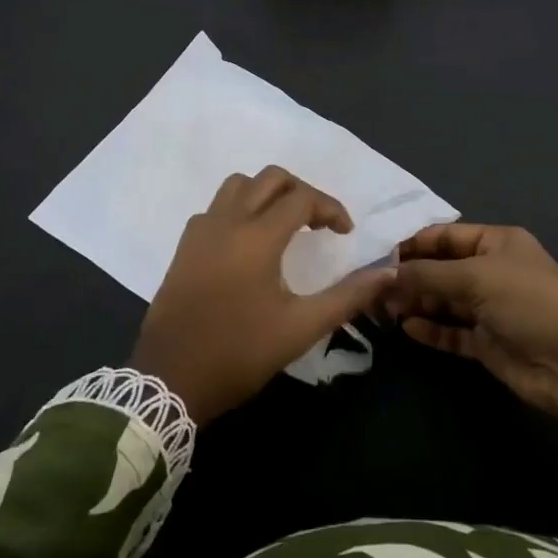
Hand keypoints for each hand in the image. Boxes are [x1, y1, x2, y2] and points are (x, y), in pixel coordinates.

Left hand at [130, 167, 394, 423]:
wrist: (170, 379)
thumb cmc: (239, 352)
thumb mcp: (301, 328)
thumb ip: (347, 297)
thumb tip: (387, 272)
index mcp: (257, 237)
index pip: (302, 198)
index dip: (330, 208)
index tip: (345, 233)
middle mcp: (227, 222)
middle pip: (270, 178)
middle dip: (301, 192)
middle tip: (318, 223)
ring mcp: (200, 231)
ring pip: (237, 185)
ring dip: (267, 193)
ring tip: (285, 224)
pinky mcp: (184, 247)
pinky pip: (215, 207)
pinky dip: (239, 208)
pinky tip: (248, 242)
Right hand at [384, 223, 557, 457]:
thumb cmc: (528, 302)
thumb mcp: (475, 277)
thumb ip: (427, 275)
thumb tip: (384, 275)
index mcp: (496, 243)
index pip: (445, 236)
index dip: (413, 244)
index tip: (377, 255)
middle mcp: (492, 271)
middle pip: (441, 269)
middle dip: (409, 276)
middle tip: (371, 286)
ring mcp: (490, 308)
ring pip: (443, 301)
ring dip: (416, 303)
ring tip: (381, 308)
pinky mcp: (487, 342)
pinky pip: (451, 331)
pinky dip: (430, 329)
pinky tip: (406, 328)